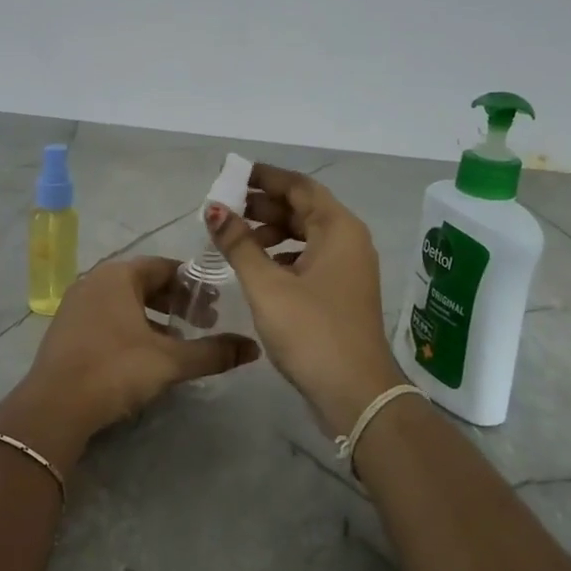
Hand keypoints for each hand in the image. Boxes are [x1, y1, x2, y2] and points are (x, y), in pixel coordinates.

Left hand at [0, 257, 259, 469]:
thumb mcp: (170, 361)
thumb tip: (253, 348)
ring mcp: (76, 304)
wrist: (54, 407)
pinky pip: (107, 317)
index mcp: (118, 275)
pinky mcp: (66, 329)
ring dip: (153, 316)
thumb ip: (213, 352)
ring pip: (125, 302)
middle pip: (144, 282)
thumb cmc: (115, 370)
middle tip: (203, 322)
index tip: (216, 304)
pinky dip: (131, 327)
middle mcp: (94, 281)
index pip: (164, 266)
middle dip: (175, 301)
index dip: (194, 284)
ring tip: (178, 340)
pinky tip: (144, 353)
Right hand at [205, 165, 405, 436]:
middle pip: (303, 209)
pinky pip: (308, 259)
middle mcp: (348, 241)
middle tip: (224, 209)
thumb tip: (214, 208)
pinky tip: (256, 268)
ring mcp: (347, 269)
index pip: (299, 186)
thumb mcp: (268, 285)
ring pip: (305, 236)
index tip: (230, 175)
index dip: (264, 177)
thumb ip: (239, 244)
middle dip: (263, 206)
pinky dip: (281, 256)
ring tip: (233, 241)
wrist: (356, 394)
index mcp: (338, 229)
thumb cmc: (312, 331)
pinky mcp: (340, 293)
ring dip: (270, 232)